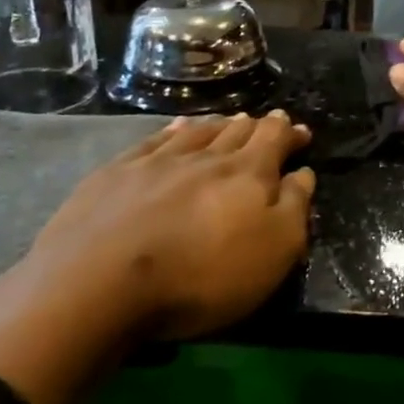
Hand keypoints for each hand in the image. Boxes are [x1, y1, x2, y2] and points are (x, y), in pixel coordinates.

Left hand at [27, 110, 315, 340]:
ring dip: (219, 125)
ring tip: (231, 120)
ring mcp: (158, 161)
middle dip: (258, 126)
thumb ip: (294, 207)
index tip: (300, 131)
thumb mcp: (273, 251)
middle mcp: (206, 157)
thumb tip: (303, 173)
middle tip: (269, 121)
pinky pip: (155, 140)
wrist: (101, 283)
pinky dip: (174, 131)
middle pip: (238, 132)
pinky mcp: (117, 173)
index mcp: (249, 174)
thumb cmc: (202, 275)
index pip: (274, 140)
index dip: (290, 134)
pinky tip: (177, 128)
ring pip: (198, 132)